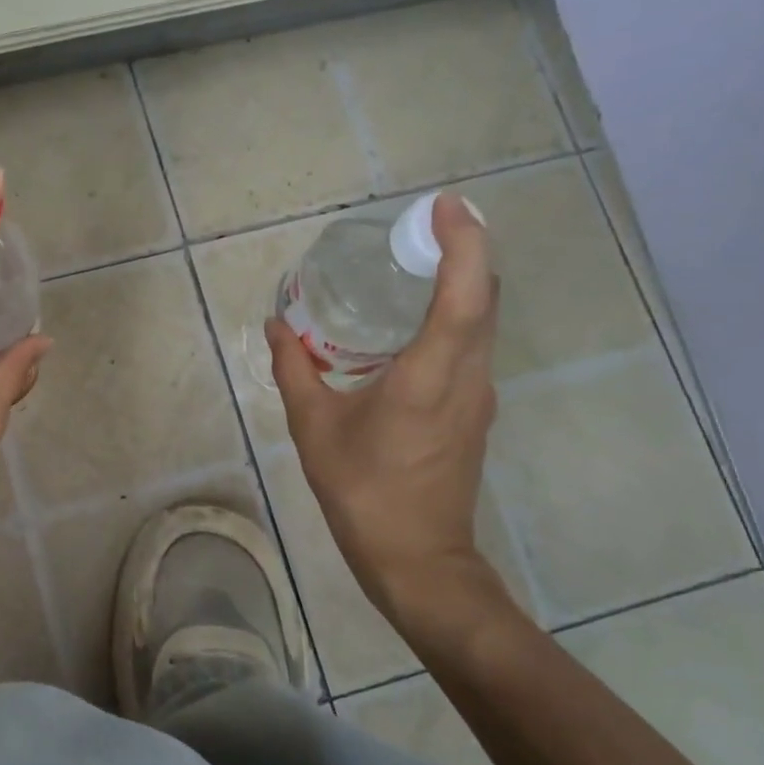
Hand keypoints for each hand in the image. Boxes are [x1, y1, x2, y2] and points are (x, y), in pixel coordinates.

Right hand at [265, 194, 503, 631]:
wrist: (417, 558)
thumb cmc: (362, 491)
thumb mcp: (313, 428)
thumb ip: (295, 369)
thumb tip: (278, 324)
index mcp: (429, 377)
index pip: (464, 295)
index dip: (463, 243)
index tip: (444, 206)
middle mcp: (467, 378)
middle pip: (485, 298)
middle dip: (466, 250)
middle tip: (425, 224)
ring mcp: (478, 396)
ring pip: (484, 323)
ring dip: (463, 283)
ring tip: (418, 263)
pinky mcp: (474, 411)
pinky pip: (472, 346)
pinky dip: (455, 316)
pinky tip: (414, 322)